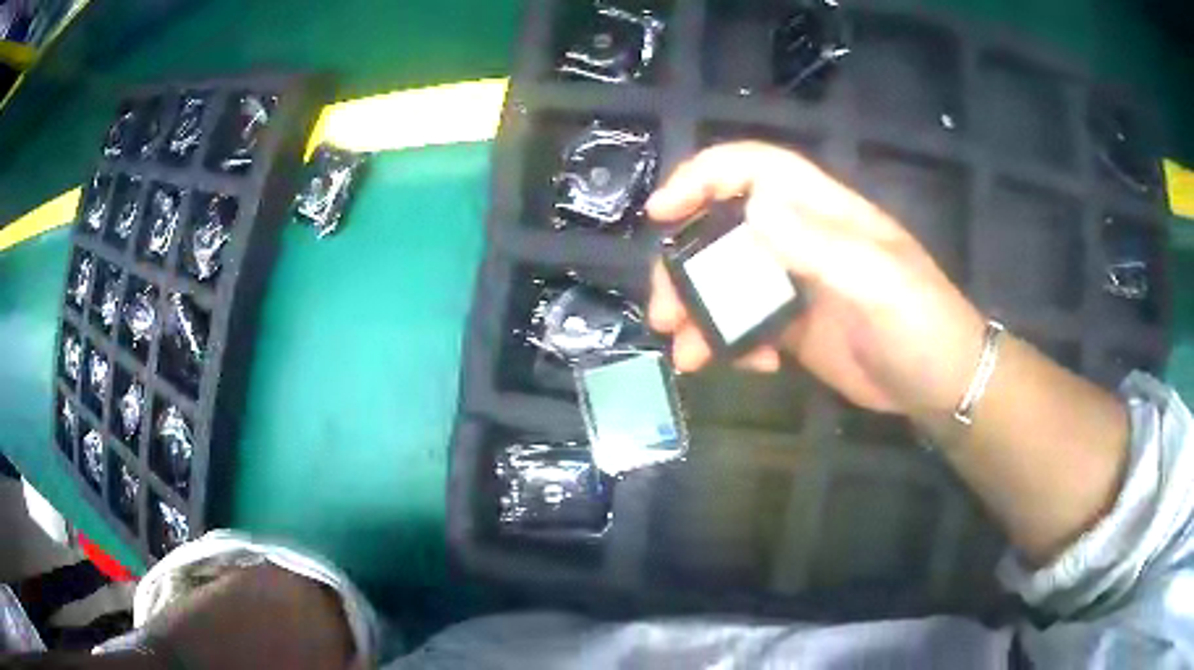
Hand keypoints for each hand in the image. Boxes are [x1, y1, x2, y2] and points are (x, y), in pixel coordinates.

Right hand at [648, 142, 986, 417]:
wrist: (941, 386)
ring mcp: (796, 284)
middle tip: (665, 310)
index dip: (702, 177)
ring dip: (699, 313)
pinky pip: (747, 324)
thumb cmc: (923, 325)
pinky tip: (751, 367)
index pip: (754, 169)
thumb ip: (821, 246)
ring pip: (727, 282)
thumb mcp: (880, 283)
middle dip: (685, 264)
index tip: (661, 212)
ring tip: (688, 354)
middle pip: (724, 229)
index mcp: (824, 212)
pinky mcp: (794, 326)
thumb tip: (752, 209)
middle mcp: (803, 239)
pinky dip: (734, 344)